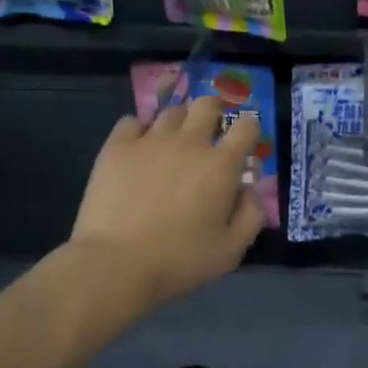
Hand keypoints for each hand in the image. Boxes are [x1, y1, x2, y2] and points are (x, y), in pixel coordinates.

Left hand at [71, 98, 264, 307]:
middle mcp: (189, 143)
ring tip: (173, 142)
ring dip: (179, 123)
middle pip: (208, 104)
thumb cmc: (179, 260)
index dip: (249, 130)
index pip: (247, 127)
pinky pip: (132, 121)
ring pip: (172, 111)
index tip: (243, 143)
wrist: (116, 263)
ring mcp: (150, 141)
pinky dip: (140, 130)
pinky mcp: (117, 147)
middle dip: (214, 113)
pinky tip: (139, 147)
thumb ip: (251, 215)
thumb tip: (250, 188)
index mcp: (221, 165)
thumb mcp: (231, 250)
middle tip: (209, 133)